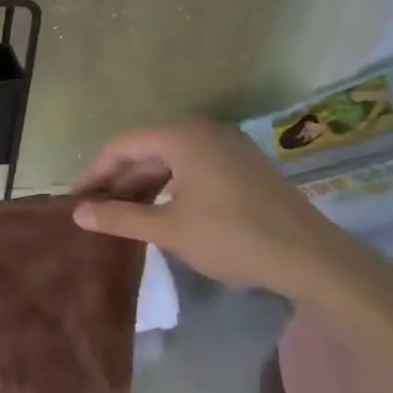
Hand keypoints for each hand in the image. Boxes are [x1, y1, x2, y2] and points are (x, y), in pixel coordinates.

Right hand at [71, 119, 363, 302]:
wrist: (314, 261)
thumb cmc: (233, 238)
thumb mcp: (168, 230)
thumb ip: (119, 217)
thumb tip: (78, 213)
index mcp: (183, 137)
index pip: (123, 145)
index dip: (96, 172)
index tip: (78, 199)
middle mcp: (204, 132)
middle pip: (147, 149)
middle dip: (119, 179)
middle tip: (96, 209)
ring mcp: (229, 147)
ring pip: (171, 160)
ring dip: (144, 185)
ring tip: (123, 213)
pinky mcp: (245, 167)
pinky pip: (193, 168)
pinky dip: (170, 186)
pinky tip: (161, 211)